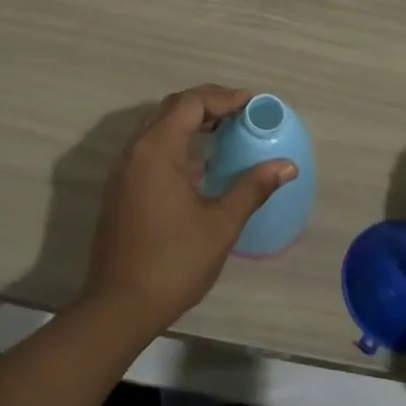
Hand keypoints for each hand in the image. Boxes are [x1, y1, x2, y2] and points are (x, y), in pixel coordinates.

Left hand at [80, 85, 297, 335]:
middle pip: (172, 108)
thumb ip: (252, 188)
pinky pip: (150, 147)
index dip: (223, 98)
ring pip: (159, 127)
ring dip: (191, 122)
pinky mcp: (121, 189)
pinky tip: (200, 165)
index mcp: (157, 150)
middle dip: (207, 104)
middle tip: (240, 112)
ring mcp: (124, 170)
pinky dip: (177, 142)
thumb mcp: (220, 225)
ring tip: (225, 132)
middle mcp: (135, 150)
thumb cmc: (173, 263)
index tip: (251, 103)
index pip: (191, 103)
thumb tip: (287, 166)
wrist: (118, 308)